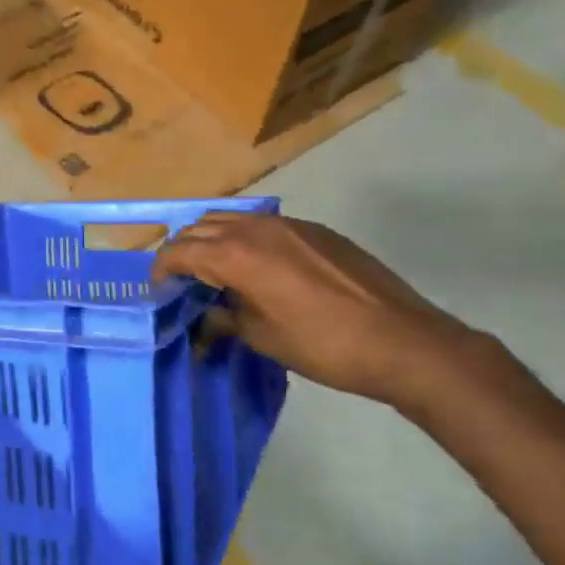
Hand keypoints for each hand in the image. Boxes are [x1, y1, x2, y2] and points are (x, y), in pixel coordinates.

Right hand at [152, 213, 486, 408]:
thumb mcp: (262, 338)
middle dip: (183, 251)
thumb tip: (204, 319)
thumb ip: (224, 319)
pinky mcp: (316, 231)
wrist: (405, 342)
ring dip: (213, 240)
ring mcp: (290, 225)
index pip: (179, 250)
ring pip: (232, 219)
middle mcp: (256, 228)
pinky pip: (264, 225)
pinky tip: (258, 268)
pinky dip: (245, 239)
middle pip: (200, 227)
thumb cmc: (323, 345)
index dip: (161, 269)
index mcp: (236, 254)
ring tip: (216, 271)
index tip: (159, 290)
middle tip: (183, 282)